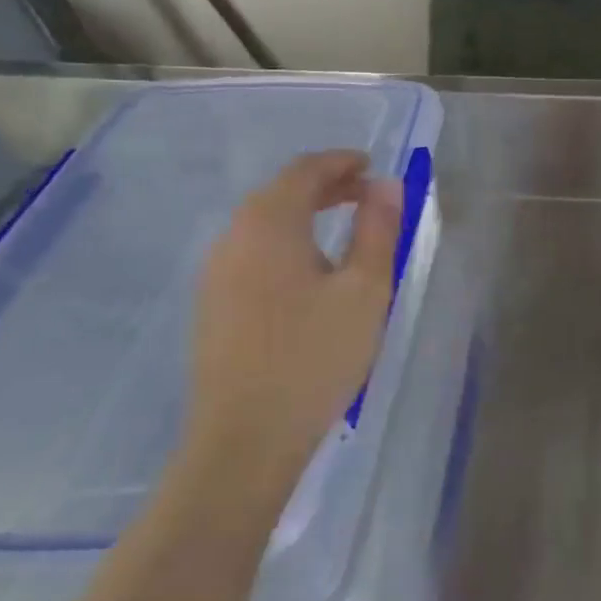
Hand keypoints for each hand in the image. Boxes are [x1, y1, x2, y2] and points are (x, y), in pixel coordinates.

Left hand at [187, 152, 401, 488]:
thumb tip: (388, 185)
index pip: (304, 171)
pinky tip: (311, 270)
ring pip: (264, 223)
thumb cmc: (314, 356)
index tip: (374, 166)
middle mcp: (233, 238)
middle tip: (368, 195)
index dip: (341, 162)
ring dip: (306, 213)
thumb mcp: (365, 289)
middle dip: (326, 186)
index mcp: (269, 225)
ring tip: (346, 229)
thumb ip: (378, 230)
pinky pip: (253, 251)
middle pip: (280, 192)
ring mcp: (216, 273)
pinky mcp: (213, 304)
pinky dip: (287, 240)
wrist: (245, 438)